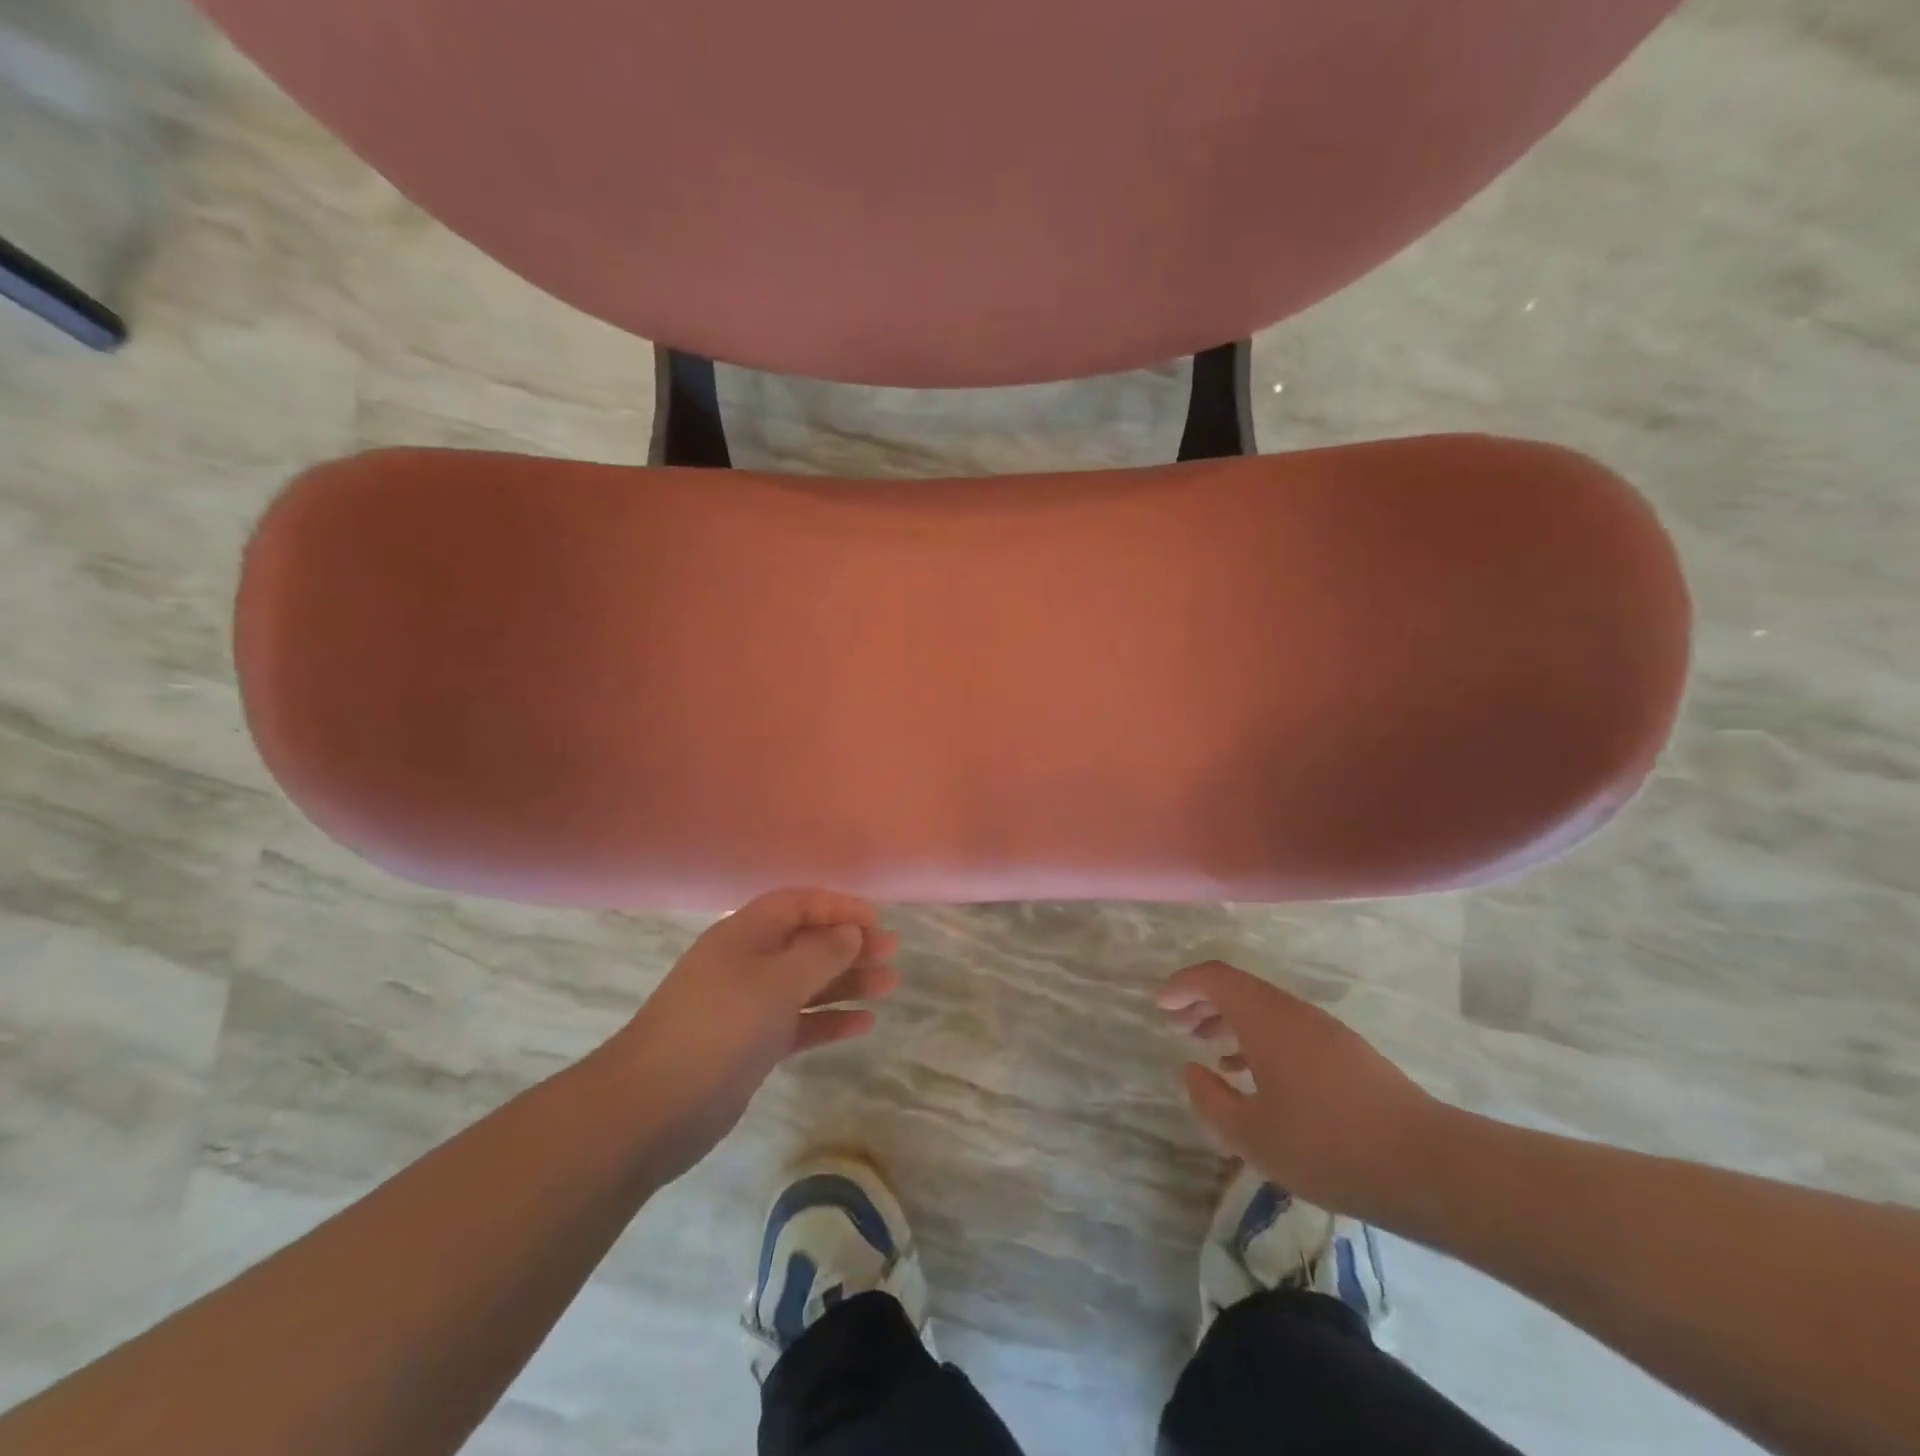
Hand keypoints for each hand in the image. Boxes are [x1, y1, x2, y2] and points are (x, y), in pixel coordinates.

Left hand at [612, 888, 898, 1179]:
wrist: (651, 1107)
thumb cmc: (719, 1028)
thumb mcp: (776, 982)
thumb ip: (819, 954)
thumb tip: (849, 932)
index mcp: (745, 934)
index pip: (799, 904)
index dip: (839, 907)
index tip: (877, 922)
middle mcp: (748, 963)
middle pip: (807, 943)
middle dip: (850, 944)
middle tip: (891, 954)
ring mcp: (749, 1006)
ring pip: (807, 984)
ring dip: (847, 982)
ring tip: (889, 985)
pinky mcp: (752, 1045)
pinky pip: (799, 1022)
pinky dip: (829, 1021)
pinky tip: (863, 1024)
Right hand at [1157, 960, 1441, 1215]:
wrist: (1428, 1166)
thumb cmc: (1327, 1146)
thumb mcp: (1252, 1135)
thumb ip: (1211, 1101)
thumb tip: (1192, 1072)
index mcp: (1266, 1019)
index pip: (1215, 978)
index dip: (1182, 985)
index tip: (1160, 1006)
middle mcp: (1293, 1013)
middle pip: (1239, 990)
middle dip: (1203, 1002)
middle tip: (1177, 1025)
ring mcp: (1323, 1031)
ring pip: (1264, 1011)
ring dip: (1231, 1023)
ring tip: (1209, 1051)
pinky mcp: (1345, 1053)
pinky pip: (1287, 1030)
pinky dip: (1259, 1040)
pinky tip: (1255, 1078)